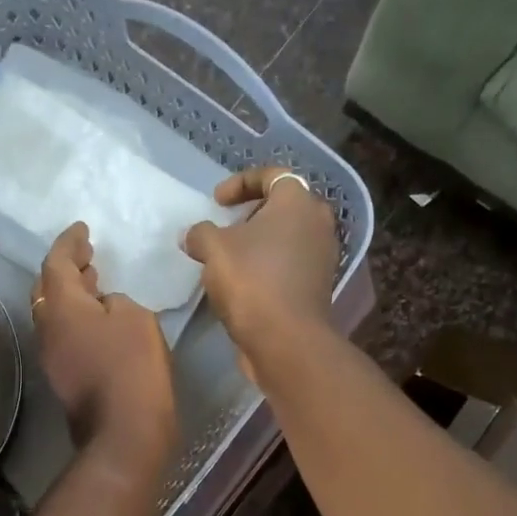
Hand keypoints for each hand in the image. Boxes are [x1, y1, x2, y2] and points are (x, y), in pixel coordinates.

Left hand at [32, 223, 175, 458]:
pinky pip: (64, 334)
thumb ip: (116, 301)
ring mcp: (51, 355)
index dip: (69, 242)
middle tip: (86, 256)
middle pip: (46, 288)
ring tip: (94, 282)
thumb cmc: (132, 366)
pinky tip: (98, 319)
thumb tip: (104, 306)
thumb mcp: (135, 318)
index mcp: (61, 306)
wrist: (124, 431)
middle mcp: (46, 327)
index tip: (82, 229)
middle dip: (64, 268)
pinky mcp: (63, 376)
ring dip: (70, 295)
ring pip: (53, 313)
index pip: (55, 262)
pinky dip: (76, 318)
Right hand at [183, 167, 337, 370]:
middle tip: (226, 227)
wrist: (286, 340)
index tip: (217, 201)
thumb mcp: (214, 249)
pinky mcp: (317, 288)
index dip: (241, 182)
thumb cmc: (252, 281)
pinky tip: (243, 284)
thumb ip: (201, 233)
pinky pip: (289, 266)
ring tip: (229, 259)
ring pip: (287, 239)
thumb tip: (194, 235)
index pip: (273, 175)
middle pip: (283, 207)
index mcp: (298, 202)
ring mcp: (322, 258)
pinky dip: (268, 267)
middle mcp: (318, 224)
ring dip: (259, 244)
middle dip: (251, 214)